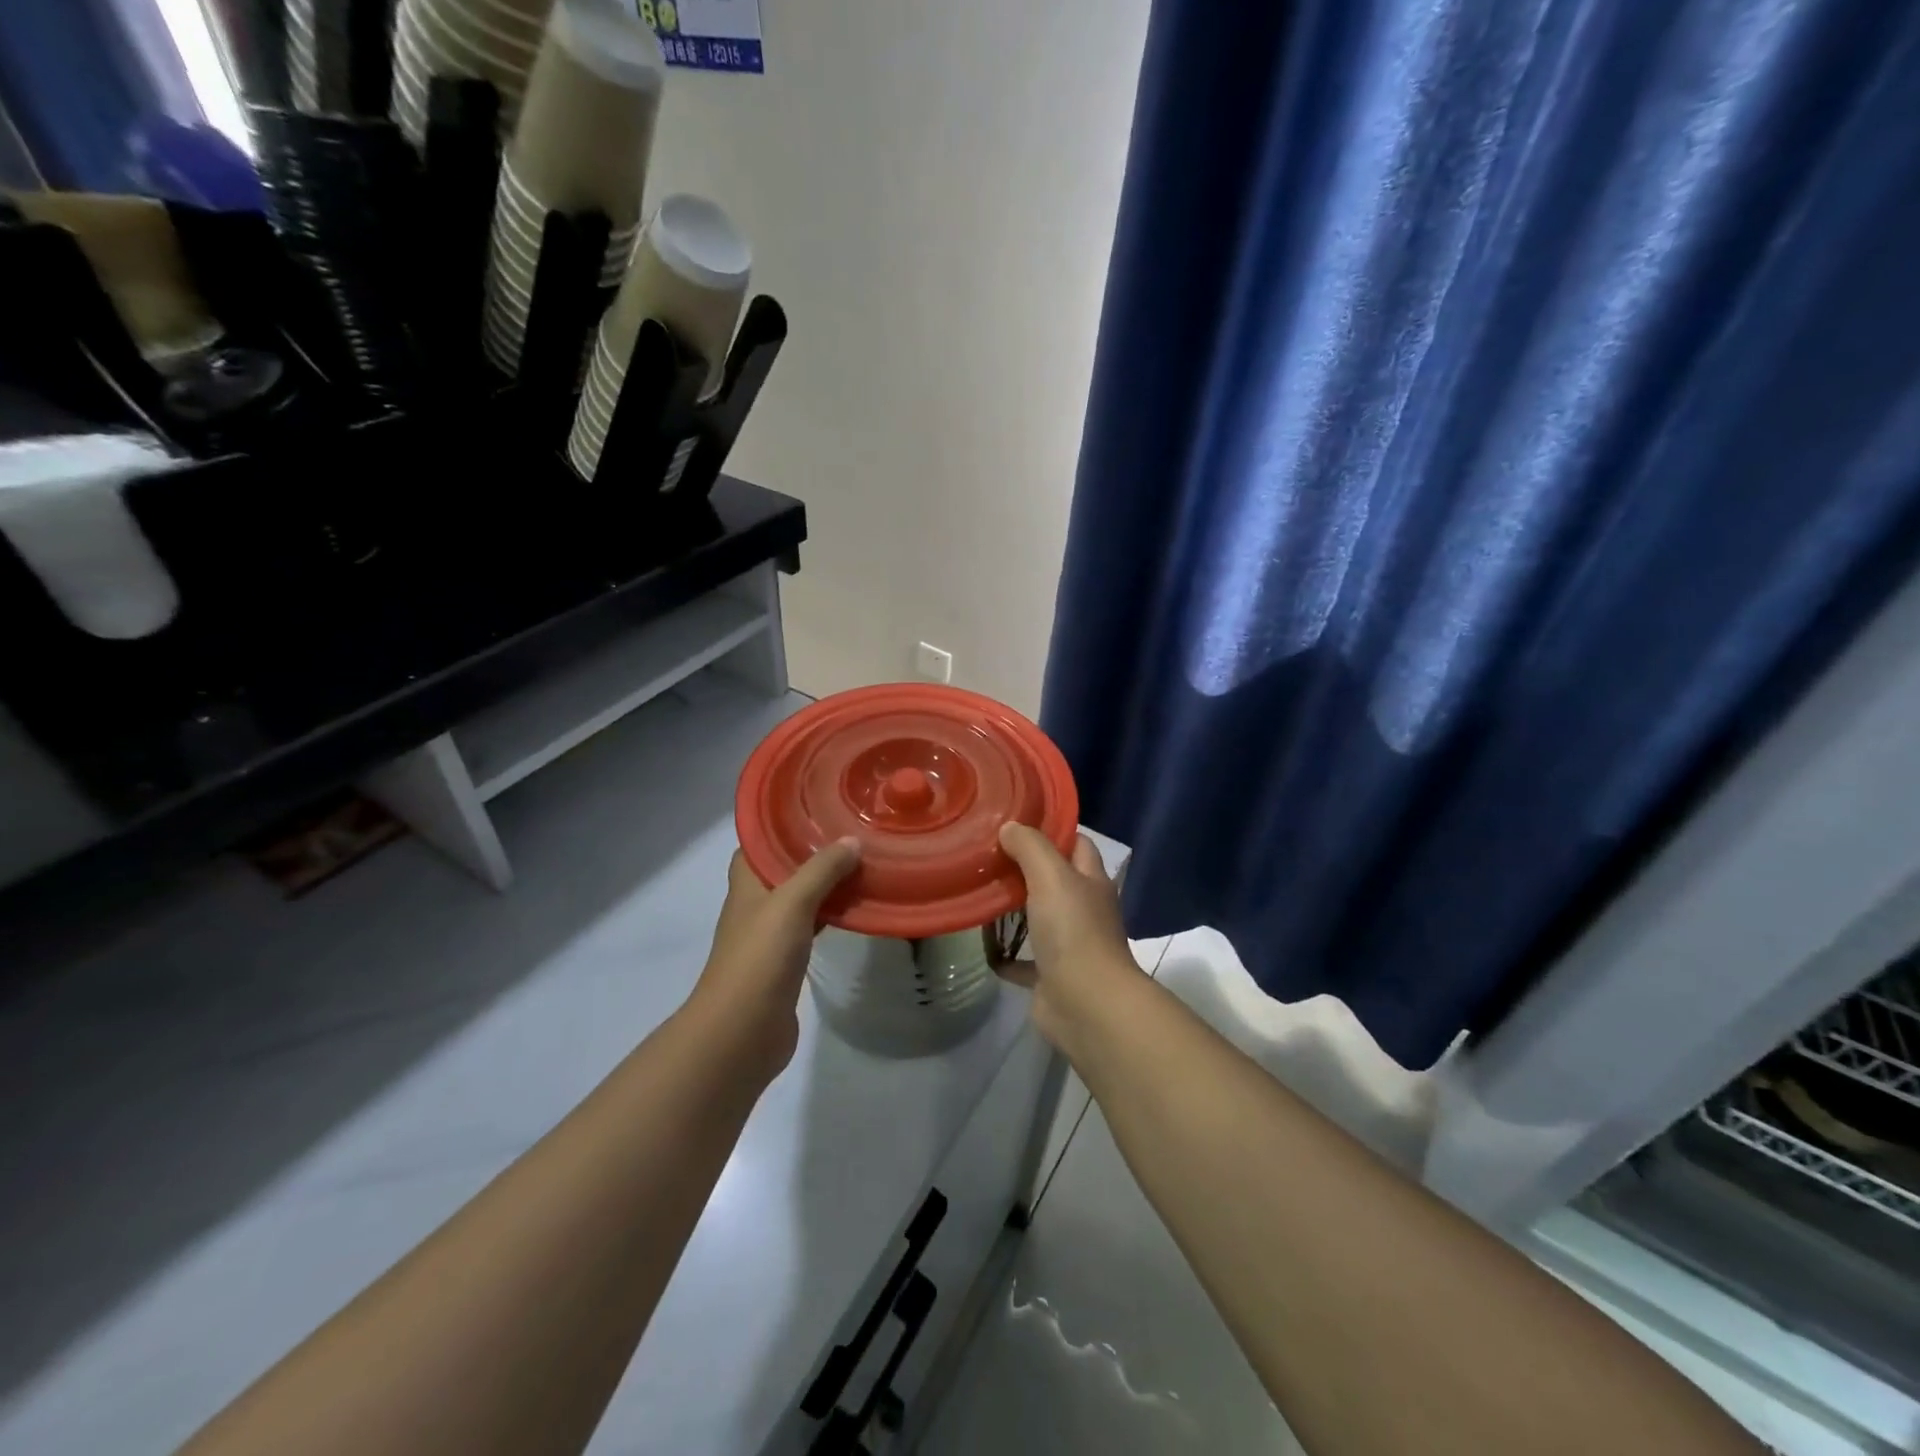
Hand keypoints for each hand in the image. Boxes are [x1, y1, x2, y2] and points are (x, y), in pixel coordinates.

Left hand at [691, 839, 860, 1078]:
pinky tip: (856, 910)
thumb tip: (851, 841)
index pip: (755, 845)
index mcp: (747, 886)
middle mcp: (755, 907)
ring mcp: (769, 938)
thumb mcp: (792, 903)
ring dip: (824, 885)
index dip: (778, 827)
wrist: (743, 1032)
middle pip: (781, 871)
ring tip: (860, 864)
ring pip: (799, 900)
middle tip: (849, 834)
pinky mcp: (786, 964)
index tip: (813, 810)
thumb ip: (821, 870)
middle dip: (810, 853)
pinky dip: (830, 916)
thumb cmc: (760, 957)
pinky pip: (811, 928)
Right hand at [995, 824, 1145, 1056]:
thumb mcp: (1051, 876)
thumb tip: (1010, 827)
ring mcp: (1070, 945)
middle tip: (988, 854)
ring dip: (1015, 909)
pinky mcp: (1051, 976)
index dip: (1053, 830)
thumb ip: (1030, 847)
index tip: (1017, 820)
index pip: (1077, 843)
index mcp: (1092, 881)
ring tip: (980, 892)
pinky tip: (982, 945)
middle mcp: (1084, 909)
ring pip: (1040, 918)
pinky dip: (1005, 955)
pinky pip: (1024, 961)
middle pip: (1056, 880)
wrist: (1086, 1005)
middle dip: (1026, 867)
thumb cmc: (1073, 931)